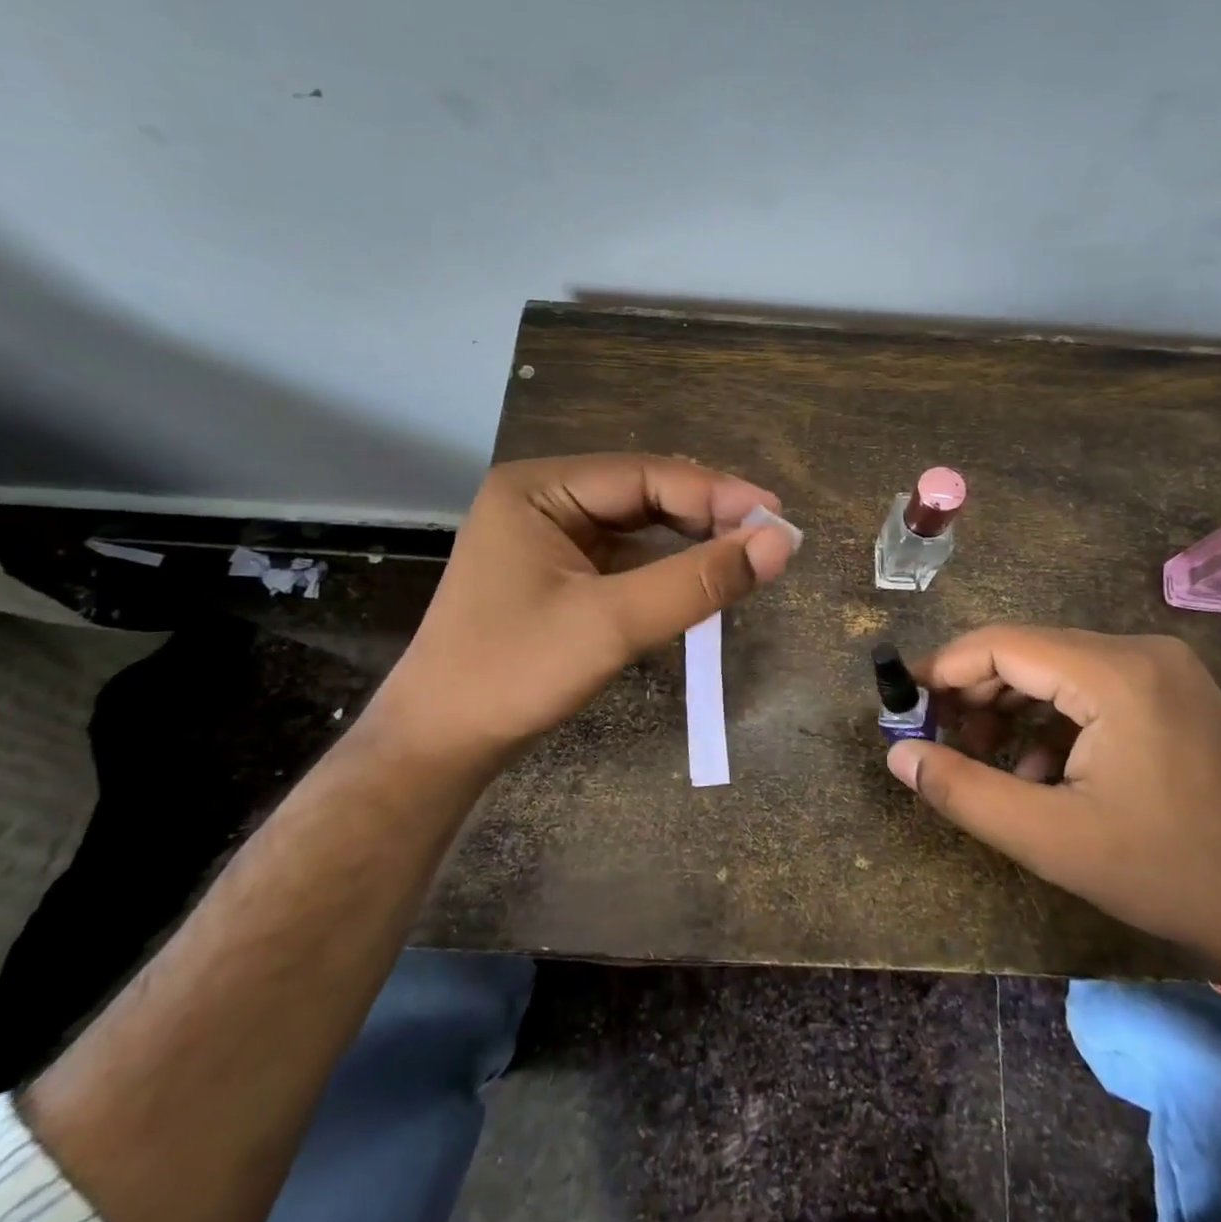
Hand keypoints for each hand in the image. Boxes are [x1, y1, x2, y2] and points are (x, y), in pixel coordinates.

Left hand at [367, 454, 796, 775]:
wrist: (439, 746)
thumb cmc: (513, 675)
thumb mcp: (612, 623)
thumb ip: (697, 581)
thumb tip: (780, 543)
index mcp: (539, 488)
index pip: (645, 474)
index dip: (717, 493)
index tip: (778, 516)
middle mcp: (544, 499)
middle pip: (644, 493)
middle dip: (708, 514)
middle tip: (770, 538)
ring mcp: (550, 536)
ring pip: (640, 524)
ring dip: (693, 539)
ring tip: (748, 555)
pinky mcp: (560, 572)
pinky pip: (627, 556)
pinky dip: (668, 566)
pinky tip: (703, 577)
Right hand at [886, 626, 1220, 966]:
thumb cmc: (1167, 872)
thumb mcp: (1051, 839)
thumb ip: (964, 791)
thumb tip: (898, 755)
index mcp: (1115, 674)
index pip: (1003, 644)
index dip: (945, 668)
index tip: (903, 701)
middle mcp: (1139, 651)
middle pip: (1028, 651)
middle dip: (975, 691)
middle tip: (939, 738)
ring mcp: (1161, 667)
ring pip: (1056, 668)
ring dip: (1010, 707)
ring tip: (983, 758)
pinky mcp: (1170, 689)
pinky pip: (1088, 686)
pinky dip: (1051, 718)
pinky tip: (1040, 771)